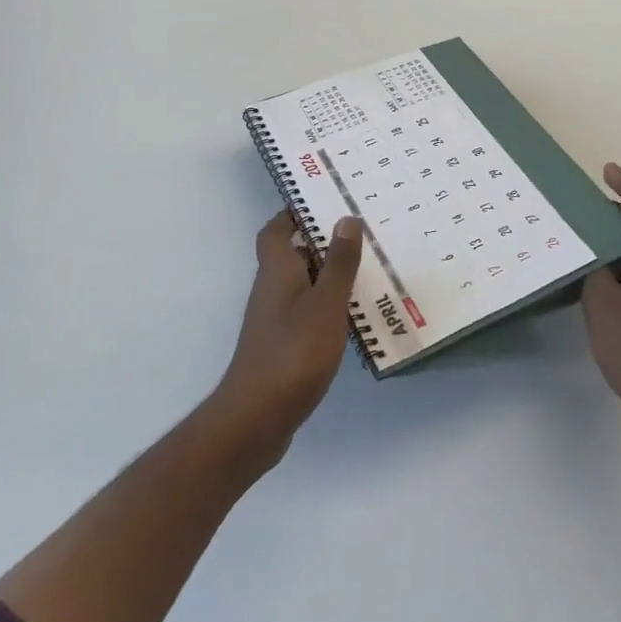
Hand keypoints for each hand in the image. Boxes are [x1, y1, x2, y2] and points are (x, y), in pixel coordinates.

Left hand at [206, 211, 363, 471]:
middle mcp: (270, 290)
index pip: (275, 230)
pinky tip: (349, 318)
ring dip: (325, 276)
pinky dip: (324, 307)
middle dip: (319, 243)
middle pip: (290, 255)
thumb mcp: (325, 303)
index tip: (321, 203)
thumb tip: (345, 218)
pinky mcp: (280, 347)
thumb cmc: (293, 351)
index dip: (292, 214)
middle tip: (357, 234)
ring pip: (300, 285)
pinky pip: (303, 313)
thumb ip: (338, 262)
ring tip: (364, 271)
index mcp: (276, 270)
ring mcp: (273, 321)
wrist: (256, 418)